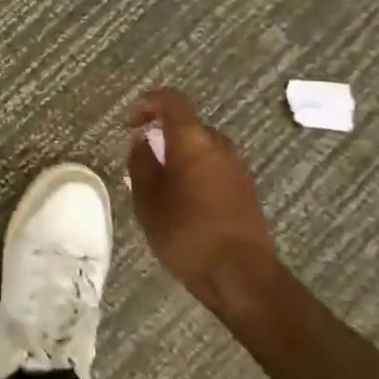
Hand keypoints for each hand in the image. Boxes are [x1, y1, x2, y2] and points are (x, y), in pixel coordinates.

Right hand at [127, 88, 280, 318]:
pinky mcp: (246, 191)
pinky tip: (183, 202)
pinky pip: (214, 168)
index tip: (131, 121)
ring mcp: (237, 168)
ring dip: (180, 155)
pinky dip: (196, 172)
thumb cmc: (187, 232)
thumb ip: (141, 164)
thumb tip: (142, 143)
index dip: (148, 103)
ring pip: (202, 148)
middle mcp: (219, 146)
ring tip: (160, 183)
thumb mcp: (147, 199)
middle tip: (142, 157)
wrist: (242, 277)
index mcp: (193, 140)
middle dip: (162, 134)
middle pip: (187, 125)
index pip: (172, 101)